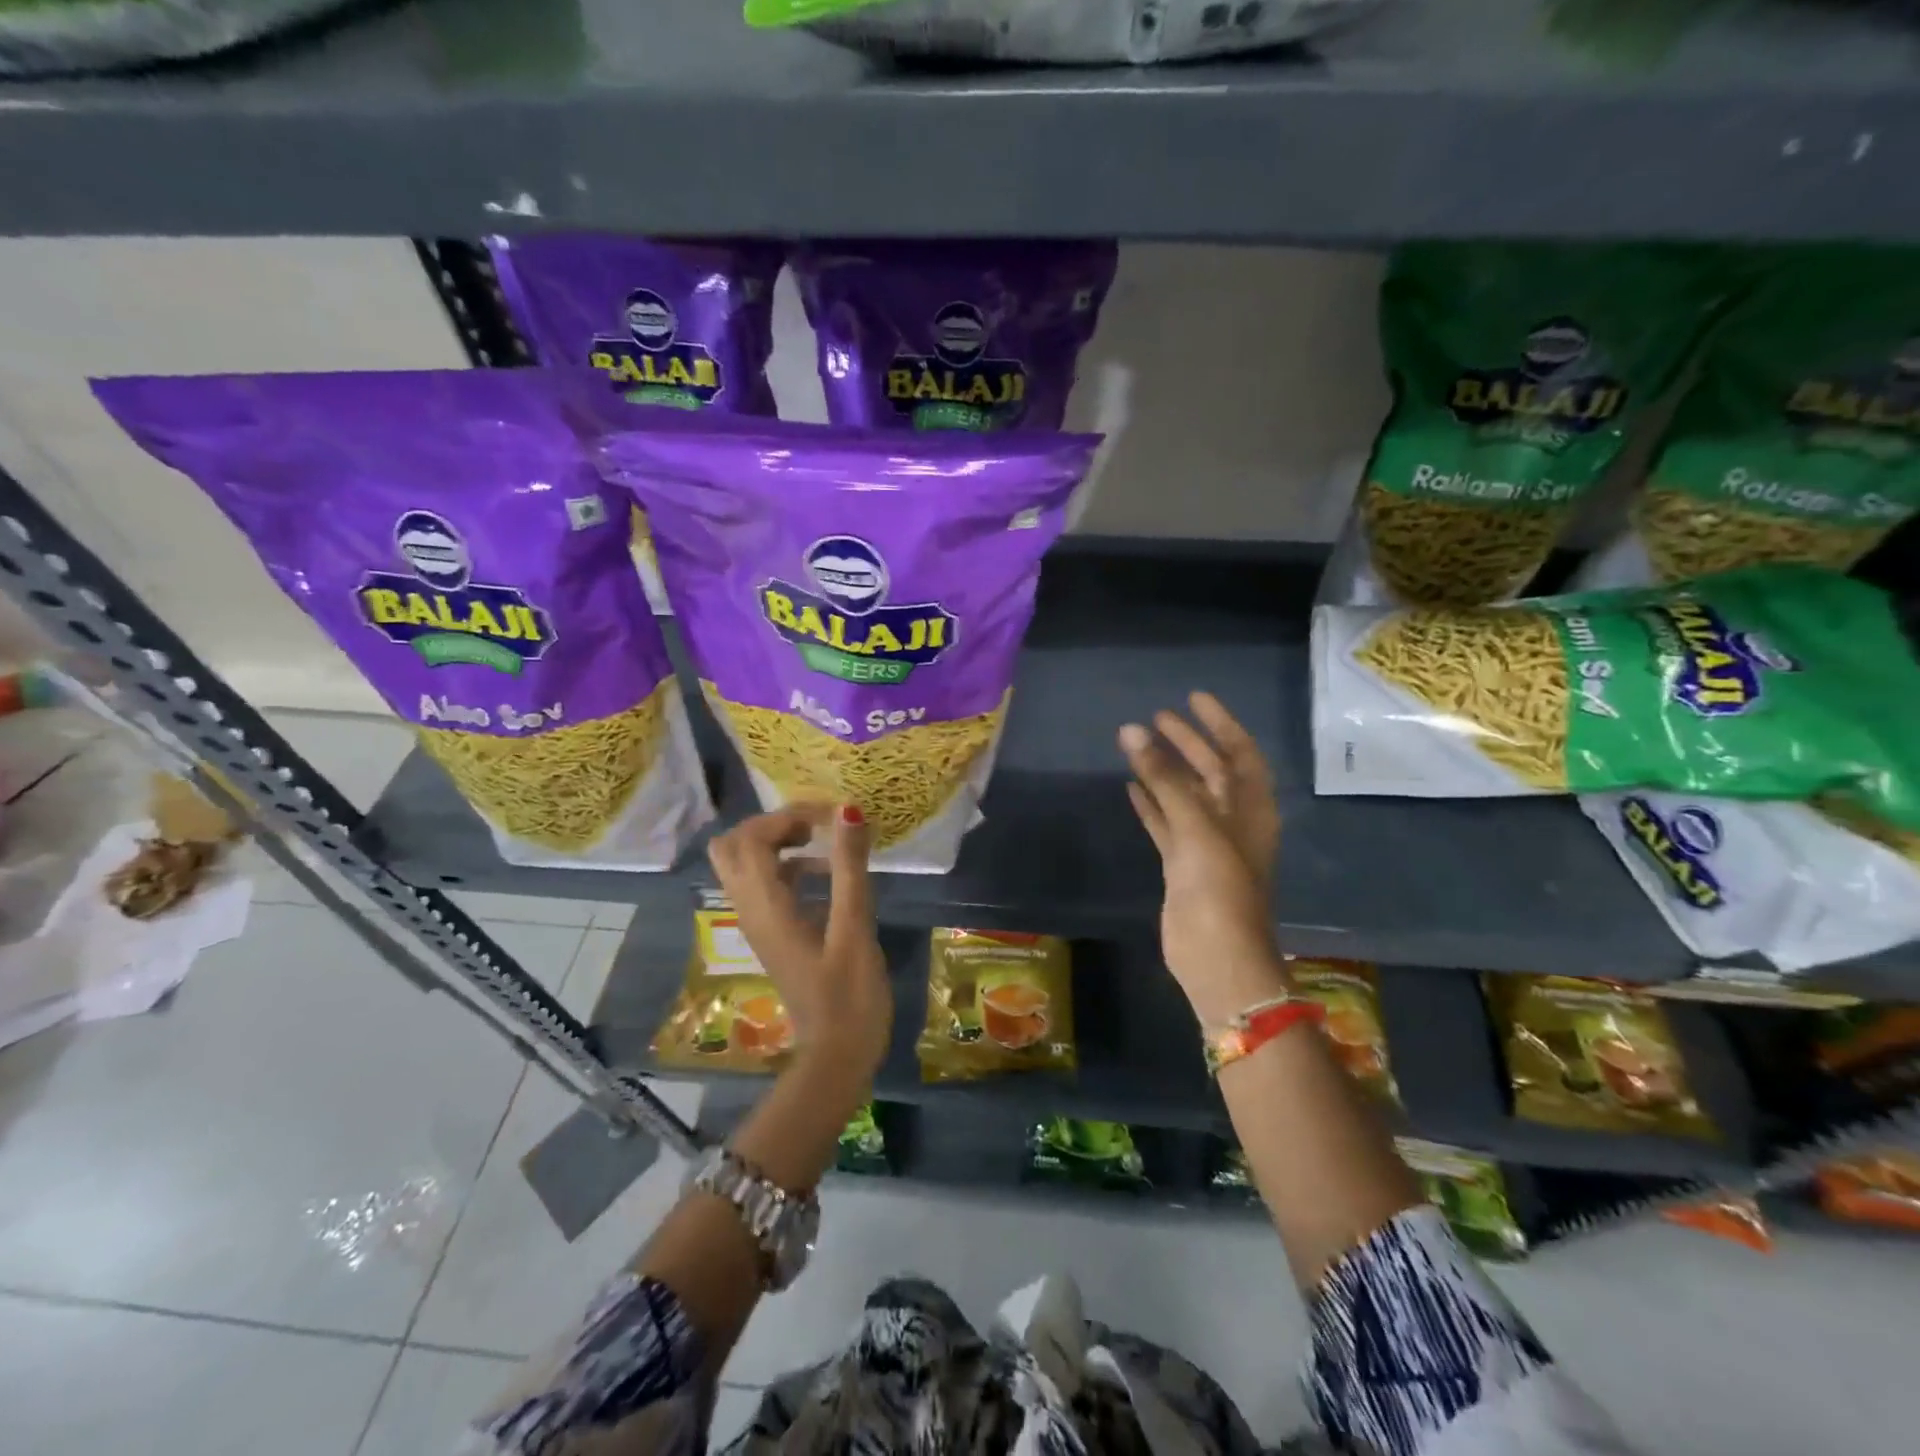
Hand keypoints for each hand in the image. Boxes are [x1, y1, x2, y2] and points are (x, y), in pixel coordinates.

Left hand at [706, 803, 890, 1089]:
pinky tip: (827, 875)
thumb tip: (847, 810)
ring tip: (825, 843)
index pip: (750, 838)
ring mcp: (758, 924)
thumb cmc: (850, 995)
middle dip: (771, 825)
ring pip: (745, 864)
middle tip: (815, 827)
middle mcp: (750, 910)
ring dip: (778, 843)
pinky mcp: (773, 934)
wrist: (837, 1056)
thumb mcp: (854, 927)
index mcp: (765, 906)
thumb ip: (849, 867)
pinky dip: (788, 866)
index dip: (787, 816)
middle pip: (732, 846)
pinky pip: (765, 885)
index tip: (831, 817)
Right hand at [1119, 693, 1287, 1024]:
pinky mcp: (1182, 865)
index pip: (1239, 752)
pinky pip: (1165, 823)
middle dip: (1187, 742)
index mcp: (1250, 808)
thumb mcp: (1196, 825)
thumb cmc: (1219, 886)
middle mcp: (1232, 821)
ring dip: (1164, 770)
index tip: (1193, 698)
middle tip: (1156, 717)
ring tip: (1137, 744)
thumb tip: (1131, 729)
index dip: (1220, 723)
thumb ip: (1164, 777)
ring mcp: (1206, 844)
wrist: (1217, 956)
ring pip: (1184, 796)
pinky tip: (1129, 787)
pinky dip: (1150, 804)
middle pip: (1210, 771)